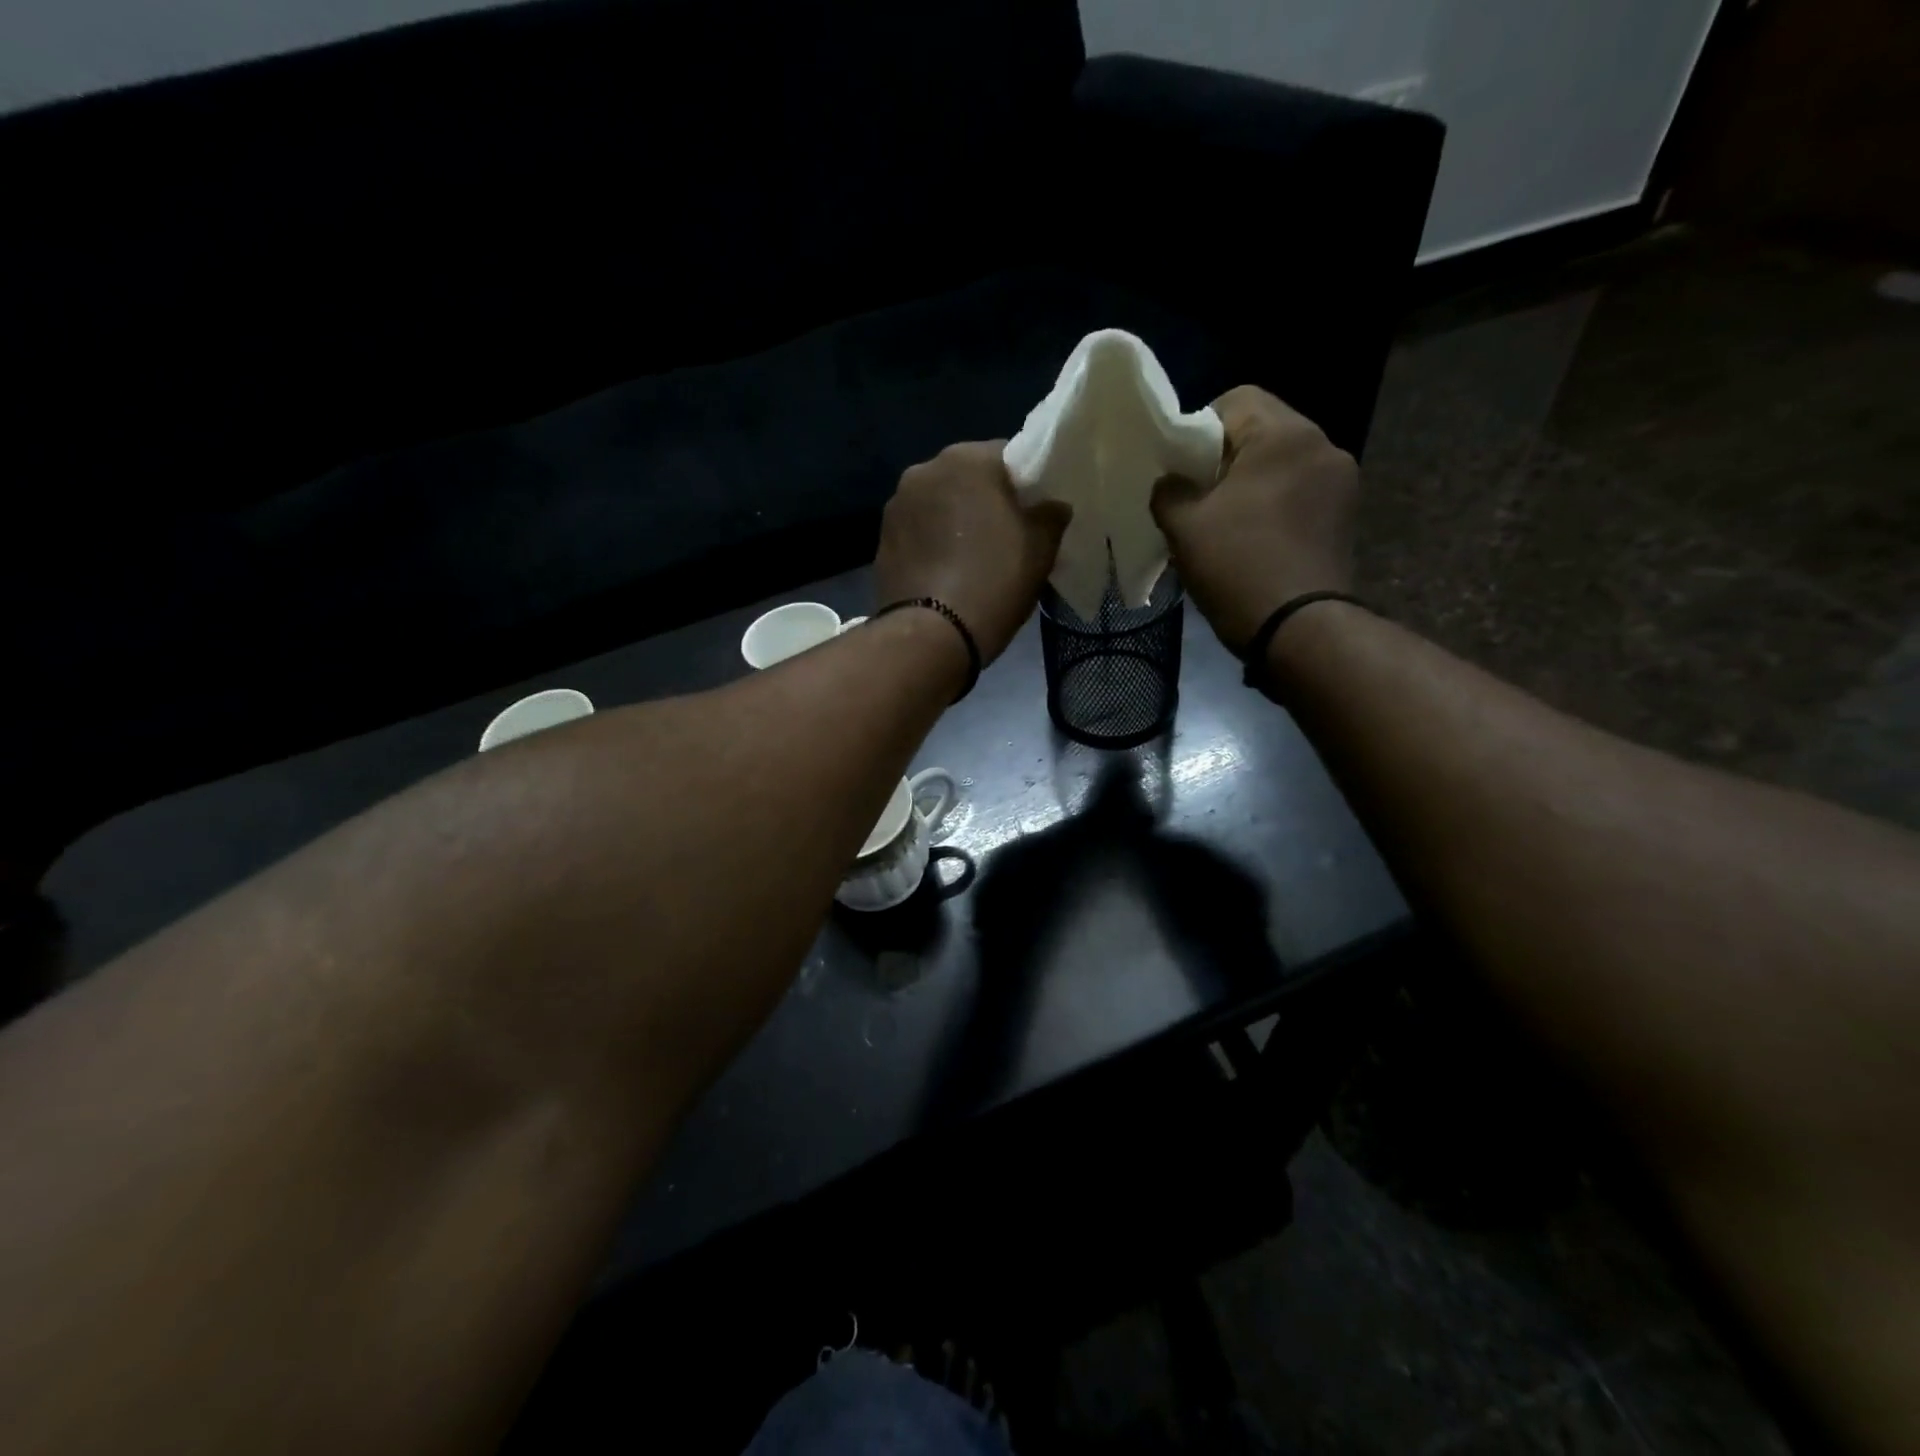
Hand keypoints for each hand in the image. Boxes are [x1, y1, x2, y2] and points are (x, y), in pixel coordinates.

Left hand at [875, 442, 1071, 663]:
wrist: (931, 634)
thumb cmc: (993, 581)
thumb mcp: (1040, 549)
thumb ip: (1051, 516)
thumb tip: (1052, 506)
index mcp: (967, 459)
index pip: (1007, 455)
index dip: (1025, 484)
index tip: (1033, 512)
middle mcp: (925, 470)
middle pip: (967, 477)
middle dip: (985, 499)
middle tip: (1004, 534)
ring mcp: (897, 504)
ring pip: (938, 503)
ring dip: (954, 520)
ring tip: (971, 556)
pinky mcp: (881, 539)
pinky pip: (918, 531)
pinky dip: (932, 542)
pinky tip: (945, 570)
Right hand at [1150, 386, 1357, 654]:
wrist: (1299, 628)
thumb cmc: (1237, 566)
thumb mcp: (1184, 527)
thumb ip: (1168, 492)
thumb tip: (1170, 483)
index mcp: (1284, 435)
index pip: (1236, 400)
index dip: (1199, 428)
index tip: (1181, 468)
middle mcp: (1322, 445)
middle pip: (1263, 429)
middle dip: (1226, 457)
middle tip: (1198, 496)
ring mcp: (1341, 481)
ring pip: (1282, 462)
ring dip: (1252, 482)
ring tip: (1226, 520)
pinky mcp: (1346, 515)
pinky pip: (1300, 490)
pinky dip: (1275, 503)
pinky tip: (1255, 537)